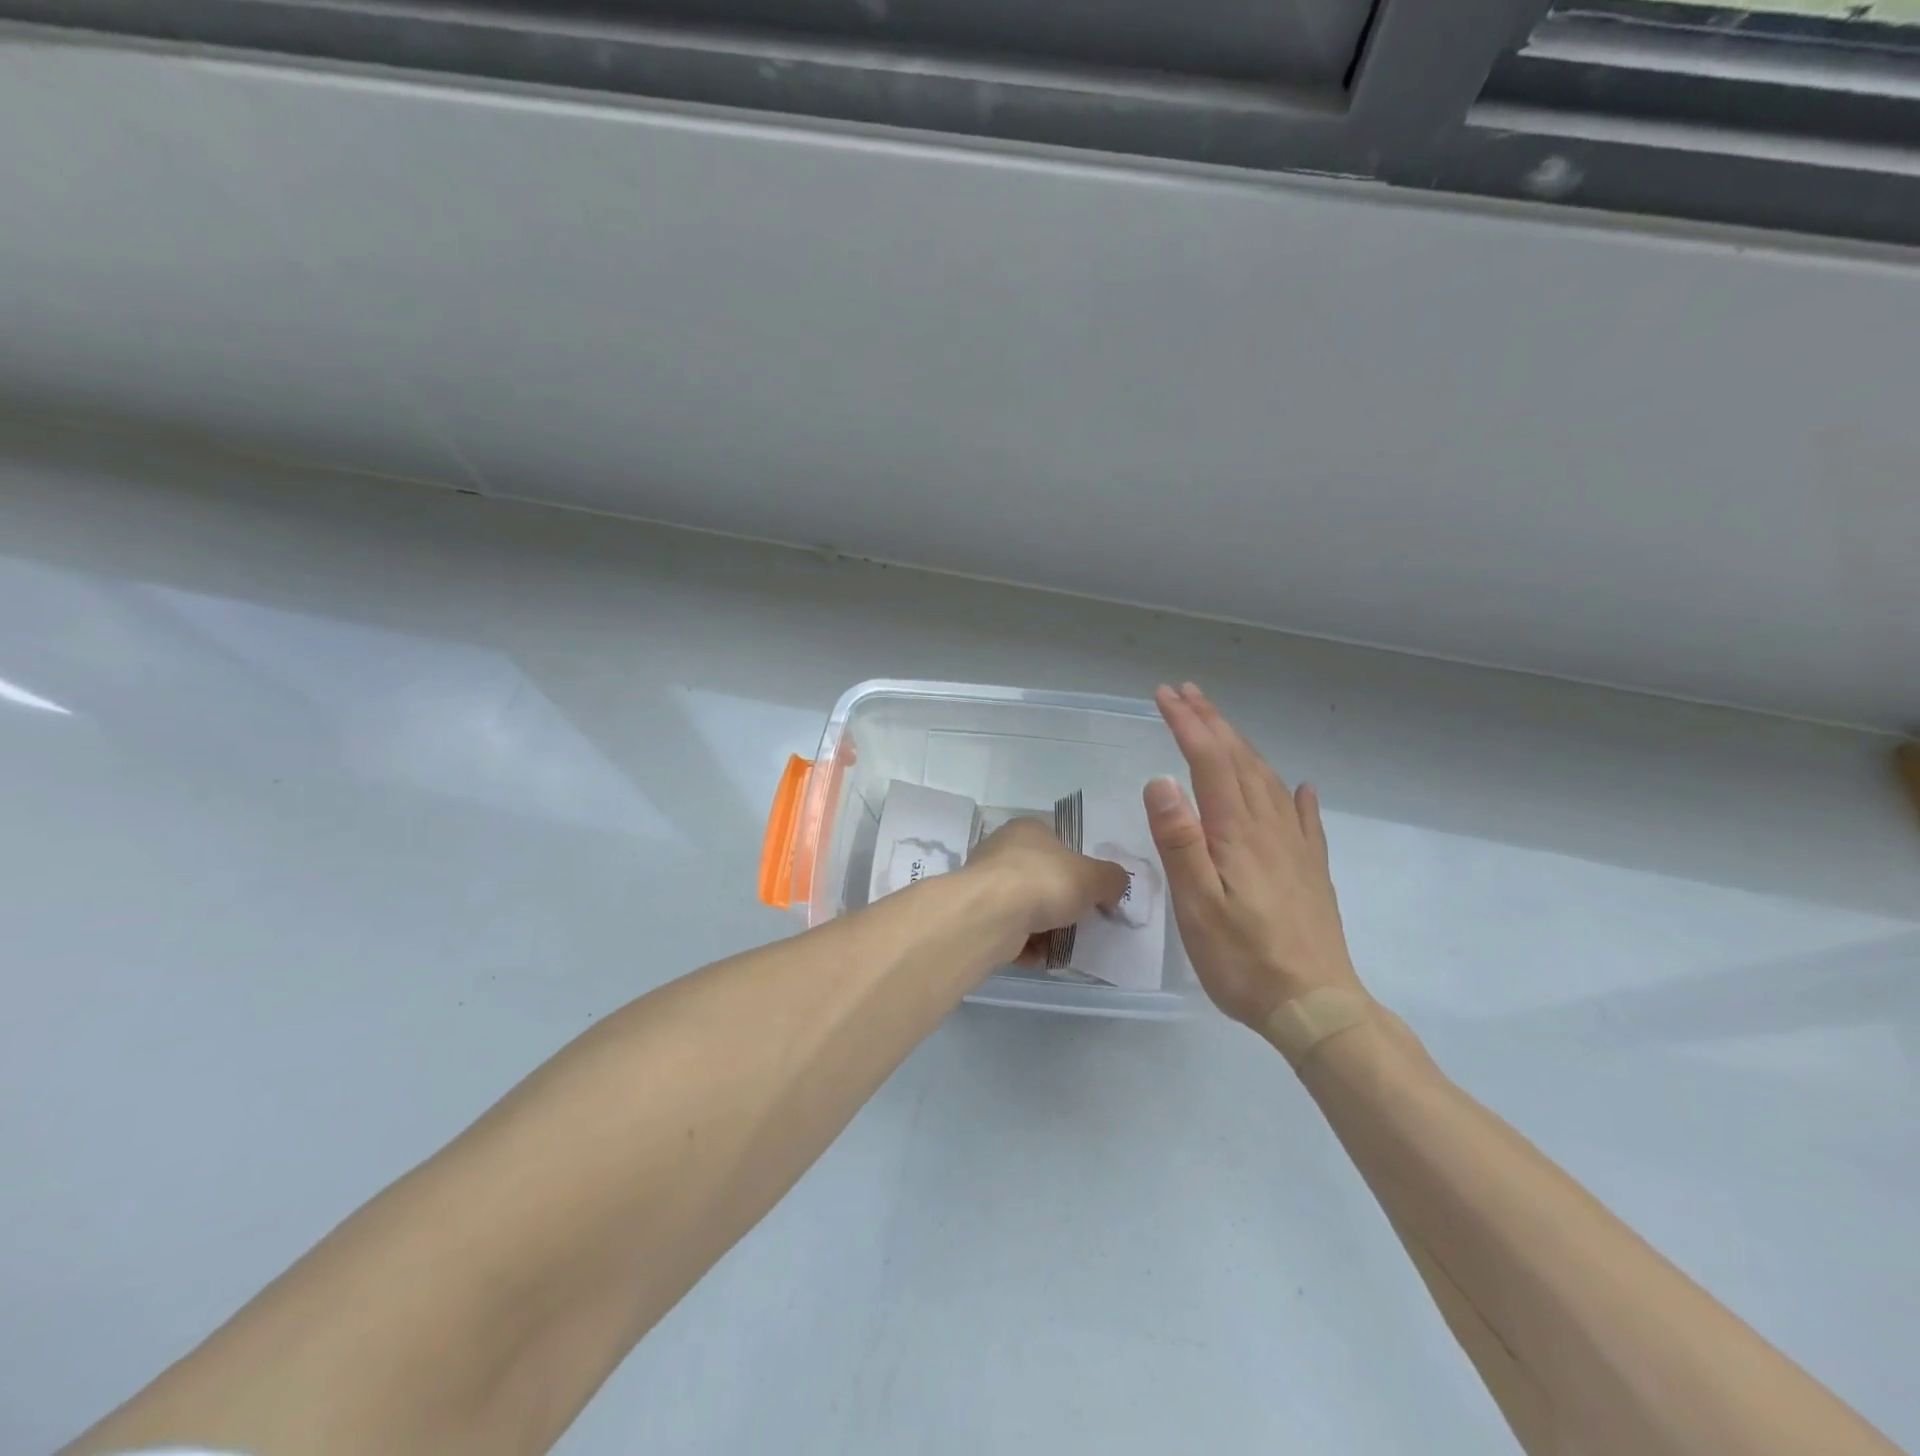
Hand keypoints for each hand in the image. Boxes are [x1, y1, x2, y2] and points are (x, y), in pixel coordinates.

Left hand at [963, 817, 1129, 966]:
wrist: (992, 915)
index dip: (1076, 868)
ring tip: (1060, 945)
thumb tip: (1114, 887)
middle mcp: (1001, 850)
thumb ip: (1111, 879)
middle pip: (1041, 879)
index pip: (1057, 843)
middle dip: (1060, 904)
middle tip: (1078, 923)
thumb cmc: (1045, 882)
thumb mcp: (1094, 877)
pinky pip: (1009, 931)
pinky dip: (1024, 945)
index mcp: (1027, 829)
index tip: (1090, 893)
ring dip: (1044, 930)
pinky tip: (1037, 955)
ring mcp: (985, 883)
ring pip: (1024, 908)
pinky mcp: (977, 915)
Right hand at [1145, 683, 1365, 1027]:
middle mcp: (1270, 828)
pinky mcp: (1311, 870)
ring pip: (1268, 780)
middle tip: (1185, 693)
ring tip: (1221, 726)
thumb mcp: (1197, 905)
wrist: (1316, 1007)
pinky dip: (1295, 795)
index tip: (1164, 696)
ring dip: (1241, 746)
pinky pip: (1304, 818)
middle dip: (1211, 722)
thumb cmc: (1244, 959)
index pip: (1210, 762)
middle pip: (1240, 760)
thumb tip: (1161, 779)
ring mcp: (1296, 848)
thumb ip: (1180, 841)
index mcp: (1237, 833)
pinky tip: (1300, 788)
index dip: (1188, 724)